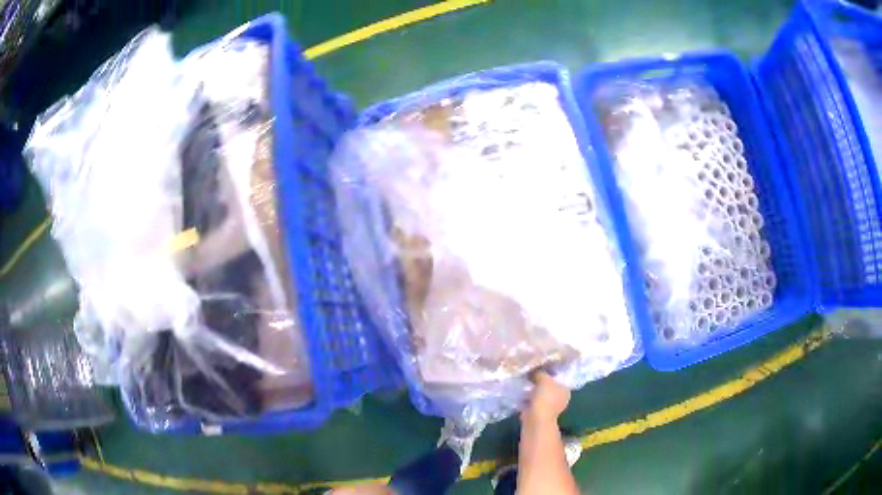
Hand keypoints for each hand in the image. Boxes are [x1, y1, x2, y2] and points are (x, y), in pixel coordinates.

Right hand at [523, 371, 569, 423]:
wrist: (536, 419)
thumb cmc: (545, 397)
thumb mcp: (544, 379)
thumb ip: (540, 373)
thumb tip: (535, 371)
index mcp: (565, 390)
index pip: (558, 378)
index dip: (549, 373)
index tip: (538, 369)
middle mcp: (560, 399)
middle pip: (549, 387)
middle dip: (539, 383)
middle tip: (529, 376)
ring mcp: (549, 407)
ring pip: (540, 395)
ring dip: (532, 391)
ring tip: (523, 384)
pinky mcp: (539, 413)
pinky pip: (532, 402)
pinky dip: (527, 400)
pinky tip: (520, 394)